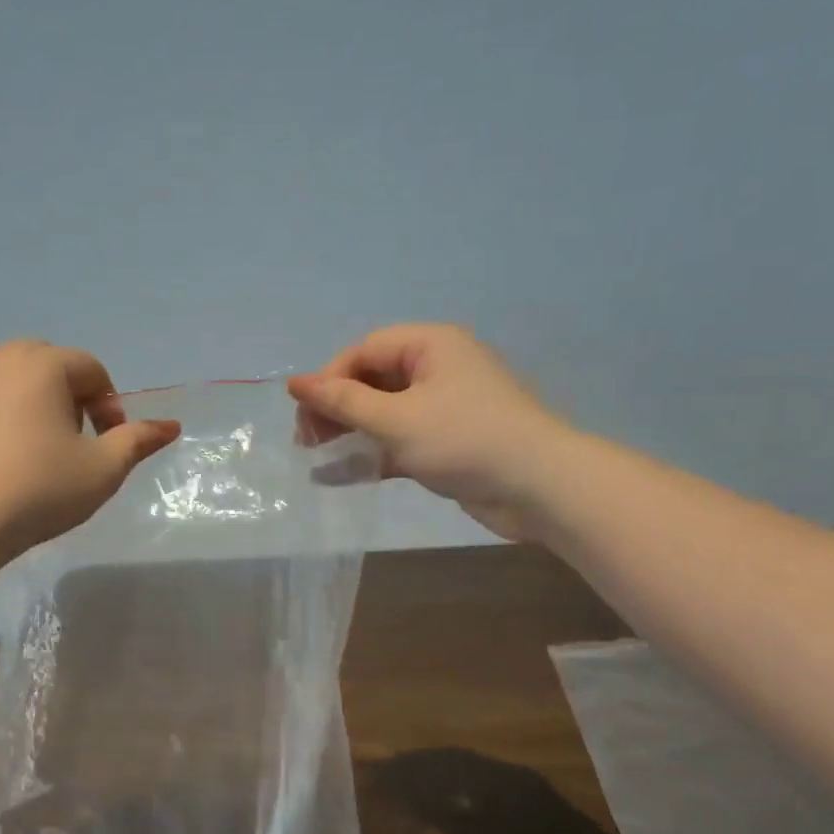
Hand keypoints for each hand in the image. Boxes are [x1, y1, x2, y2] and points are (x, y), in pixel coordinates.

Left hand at [0, 338, 179, 558]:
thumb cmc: (38, 491)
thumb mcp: (102, 470)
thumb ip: (137, 440)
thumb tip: (171, 425)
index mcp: (44, 363)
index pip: (92, 371)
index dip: (108, 406)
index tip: (108, 445)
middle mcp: (0, 356)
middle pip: (50, 362)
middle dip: (69, 395)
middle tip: (72, 442)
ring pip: (5, 365)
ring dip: (26, 387)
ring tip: (30, 431)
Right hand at [288, 324, 565, 540]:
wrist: (539, 488)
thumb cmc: (464, 440)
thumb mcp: (396, 419)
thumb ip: (342, 402)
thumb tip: (293, 382)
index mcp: (430, 345)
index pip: (364, 351)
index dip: (329, 379)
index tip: (304, 415)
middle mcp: (437, 368)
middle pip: (372, 379)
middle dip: (336, 408)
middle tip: (307, 440)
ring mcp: (444, 406)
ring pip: (383, 411)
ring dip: (350, 431)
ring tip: (317, 455)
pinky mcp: (448, 441)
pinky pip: (400, 438)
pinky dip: (373, 453)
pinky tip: (342, 474)